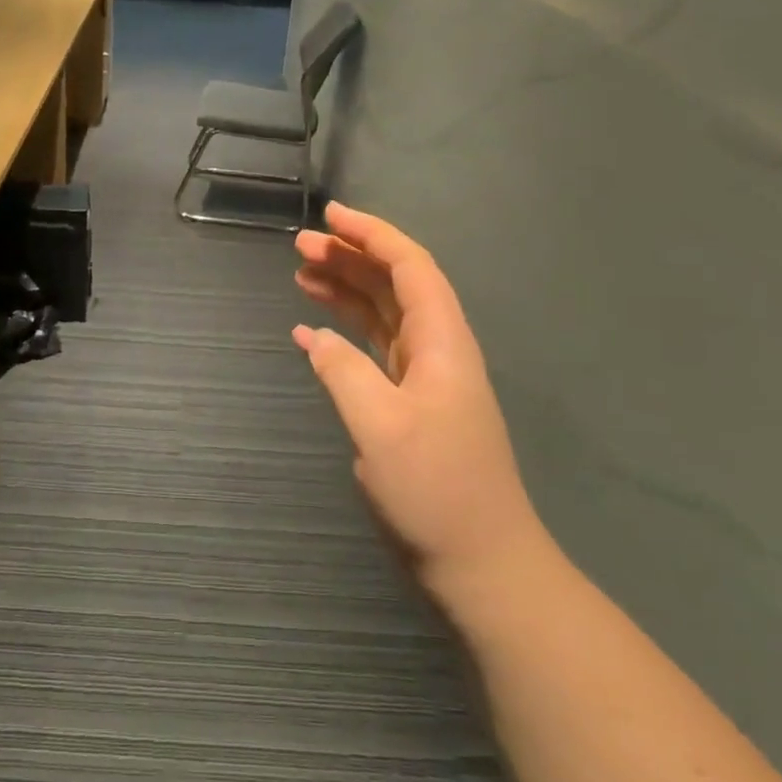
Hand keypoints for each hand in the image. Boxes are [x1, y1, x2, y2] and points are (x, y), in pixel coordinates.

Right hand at [292, 202, 548, 608]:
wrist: (481, 564)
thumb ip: (343, 372)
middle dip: (351, 258)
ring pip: (383, 315)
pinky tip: (312, 332)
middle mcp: (437, 350)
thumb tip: (314, 336)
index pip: (410, 267)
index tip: (330, 217)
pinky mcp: (411, 406)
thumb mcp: (380, 426)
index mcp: (442, 342)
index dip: (372, 235)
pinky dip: (343, 335)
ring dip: (346, 290)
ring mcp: (425, 379)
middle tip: (300, 246)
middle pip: (394, 285)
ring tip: (302, 274)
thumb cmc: (435, 491)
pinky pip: (374, 352)